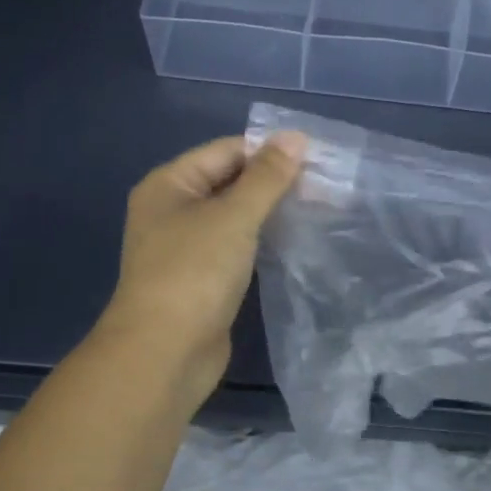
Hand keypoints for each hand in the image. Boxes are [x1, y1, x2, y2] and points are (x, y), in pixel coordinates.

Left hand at [94, 132, 306, 406]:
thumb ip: (266, 178)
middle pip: (228, 183)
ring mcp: (185, 249)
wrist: (164, 353)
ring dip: (270, 214)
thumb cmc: (194, 273)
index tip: (317, 157)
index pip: (225, 151)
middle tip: (325, 185)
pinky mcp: (200, 280)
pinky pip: (235, 249)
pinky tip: (293, 243)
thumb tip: (296, 137)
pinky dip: (261, 243)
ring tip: (318, 209)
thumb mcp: (233, 217)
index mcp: (168, 185)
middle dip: (273, 183)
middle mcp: (171, 211)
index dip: (269, 150)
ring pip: (234, 218)